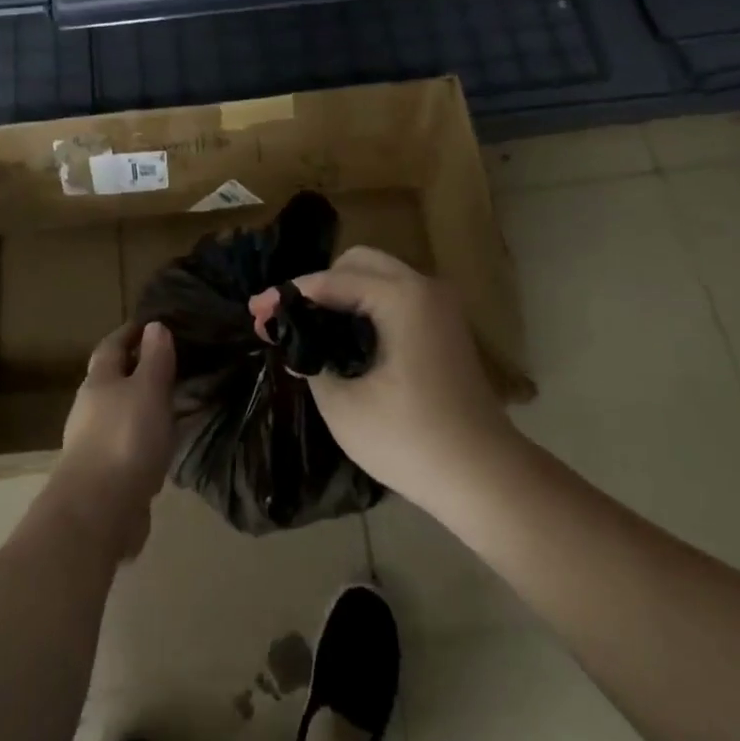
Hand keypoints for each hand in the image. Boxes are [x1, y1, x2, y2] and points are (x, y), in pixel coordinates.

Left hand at [50, 321, 177, 561]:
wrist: (98, 512)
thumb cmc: (125, 438)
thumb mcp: (149, 389)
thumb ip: (155, 359)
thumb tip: (154, 326)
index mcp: (98, 382)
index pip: (111, 346)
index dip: (129, 333)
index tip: (151, 324)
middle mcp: (90, 409)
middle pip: (112, 380)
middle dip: (137, 370)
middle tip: (170, 363)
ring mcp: (93, 444)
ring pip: (121, 414)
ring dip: (142, 406)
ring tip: (174, 403)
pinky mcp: (104, 476)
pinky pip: (128, 445)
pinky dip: (145, 438)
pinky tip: (164, 445)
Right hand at [252, 247, 517, 512]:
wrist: (484, 477)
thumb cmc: (410, 440)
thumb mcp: (343, 405)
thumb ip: (312, 360)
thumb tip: (296, 344)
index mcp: (402, 297)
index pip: (332, 281)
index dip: (288, 295)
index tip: (255, 312)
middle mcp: (424, 288)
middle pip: (358, 263)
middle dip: (316, 285)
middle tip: (284, 317)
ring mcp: (440, 306)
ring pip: (378, 277)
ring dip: (340, 294)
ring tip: (306, 327)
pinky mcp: (444, 326)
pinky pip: (394, 296)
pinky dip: (363, 306)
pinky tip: (340, 337)